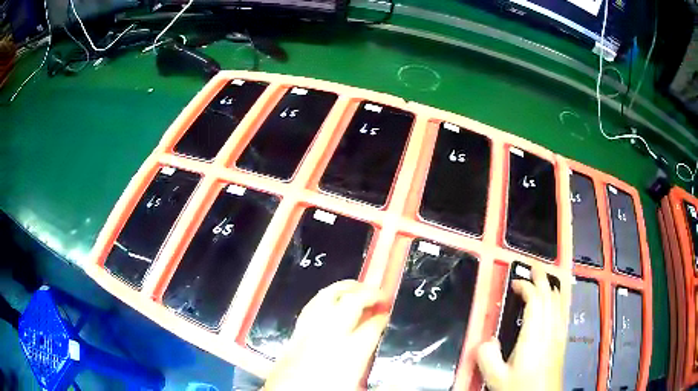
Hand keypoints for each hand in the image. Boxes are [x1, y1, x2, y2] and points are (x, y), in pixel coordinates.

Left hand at [263, 280, 389, 390]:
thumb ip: (384, 387)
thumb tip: (404, 381)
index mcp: (349, 354)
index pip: (372, 327)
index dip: (383, 317)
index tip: (388, 314)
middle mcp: (328, 337)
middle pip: (350, 303)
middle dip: (368, 294)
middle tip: (380, 295)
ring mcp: (309, 332)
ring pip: (326, 298)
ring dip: (344, 288)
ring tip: (358, 287)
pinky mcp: (294, 334)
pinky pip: (310, 306)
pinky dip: (324, 297)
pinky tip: (329, 298)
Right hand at [477, 265, 566, 390]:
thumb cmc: (520, 388)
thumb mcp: (496, 378)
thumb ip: (487, 358)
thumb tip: (486, 341)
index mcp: (534, 336)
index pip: (535, 300)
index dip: (526, 287)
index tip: (515, 283)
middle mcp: (549, 330)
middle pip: (550, 296)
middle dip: (542, 279)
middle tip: (533, 268)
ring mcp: (558, 334)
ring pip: (559, 302)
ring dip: (552, 287)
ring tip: (545, 278)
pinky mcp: (562, 340)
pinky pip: (563, 312)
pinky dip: (560, 300)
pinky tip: (558, 300)